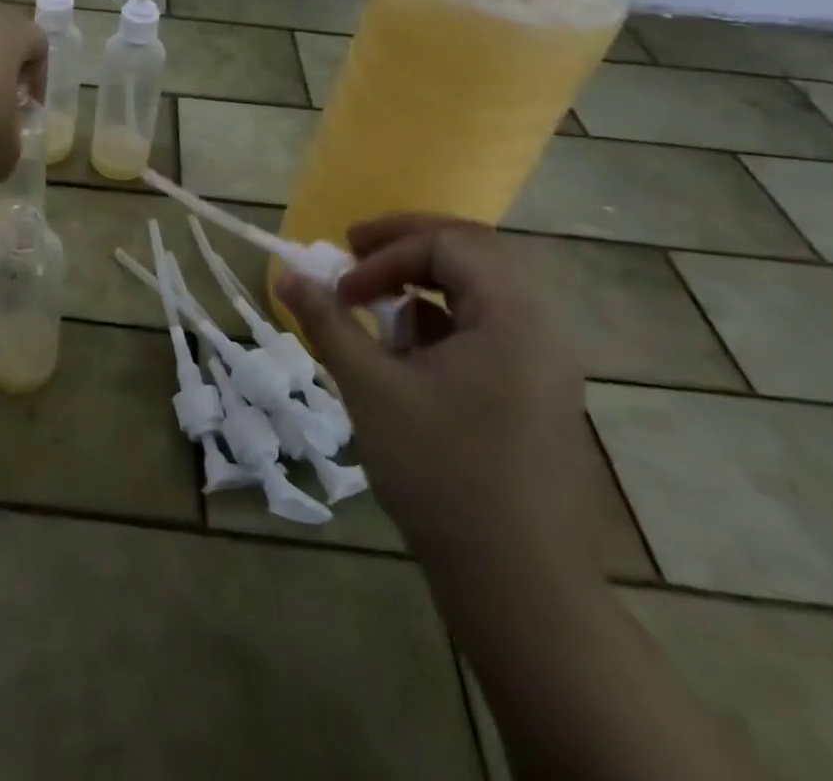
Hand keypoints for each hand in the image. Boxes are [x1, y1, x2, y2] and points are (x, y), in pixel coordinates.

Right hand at [278, 215, 596, 587]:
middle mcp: (540, 328)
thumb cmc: (442, 475)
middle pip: (474, 252)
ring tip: (376, 304)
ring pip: (482, 290)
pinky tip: (405, 353)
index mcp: (513, 317)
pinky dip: (441, 321)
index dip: (386, 254)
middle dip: (408, 245)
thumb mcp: (371, 389)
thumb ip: (328, 322)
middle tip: (355, 250)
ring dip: (424, 282)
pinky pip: (488, 329)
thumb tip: (288, 275)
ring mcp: (544, 363)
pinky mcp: (536, 393)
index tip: (342, 288)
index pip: (447, 245)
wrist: (519, 588)